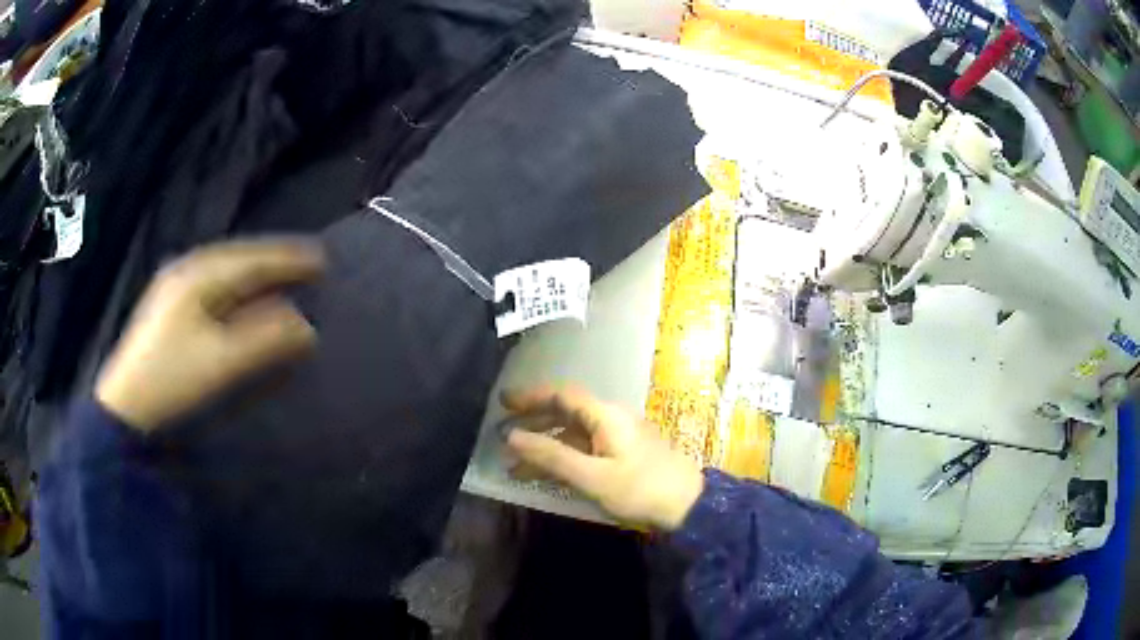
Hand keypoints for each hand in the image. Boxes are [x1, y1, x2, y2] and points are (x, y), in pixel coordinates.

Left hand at [95, 239, 324, 431]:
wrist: (126, 406)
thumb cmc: (173, 380)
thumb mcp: (222, 362)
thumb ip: (265, 340)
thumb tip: (307, 326)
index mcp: (200, 277)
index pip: (253, 260)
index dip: (288, 260)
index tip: (322, 260)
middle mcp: (187, 269)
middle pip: (239, 256)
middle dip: (273, 259)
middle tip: (307, 262)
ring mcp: (174, 285)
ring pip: (224, 267)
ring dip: (254, 269)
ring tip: (281, 272)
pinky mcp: (169, 303)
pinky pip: (212, 281)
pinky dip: (235, 283)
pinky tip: (241, 291)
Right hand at [503, 386, 704, 530]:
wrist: (688, 506)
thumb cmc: (640, 489)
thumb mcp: (592, 476)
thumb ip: (552, 456)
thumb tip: (512, 437)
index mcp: (606, 415)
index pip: (562, 394)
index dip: (531, 396)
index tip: (503, 402)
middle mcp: (611, 419)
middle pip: (566, 413)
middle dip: (534, 423)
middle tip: (503, 435)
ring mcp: (619, 437)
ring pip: (573, 435)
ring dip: (545, 447)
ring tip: (515, 466)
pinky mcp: (623, 455)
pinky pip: (585, 450)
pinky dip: (563, 459)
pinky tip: (545, 476)